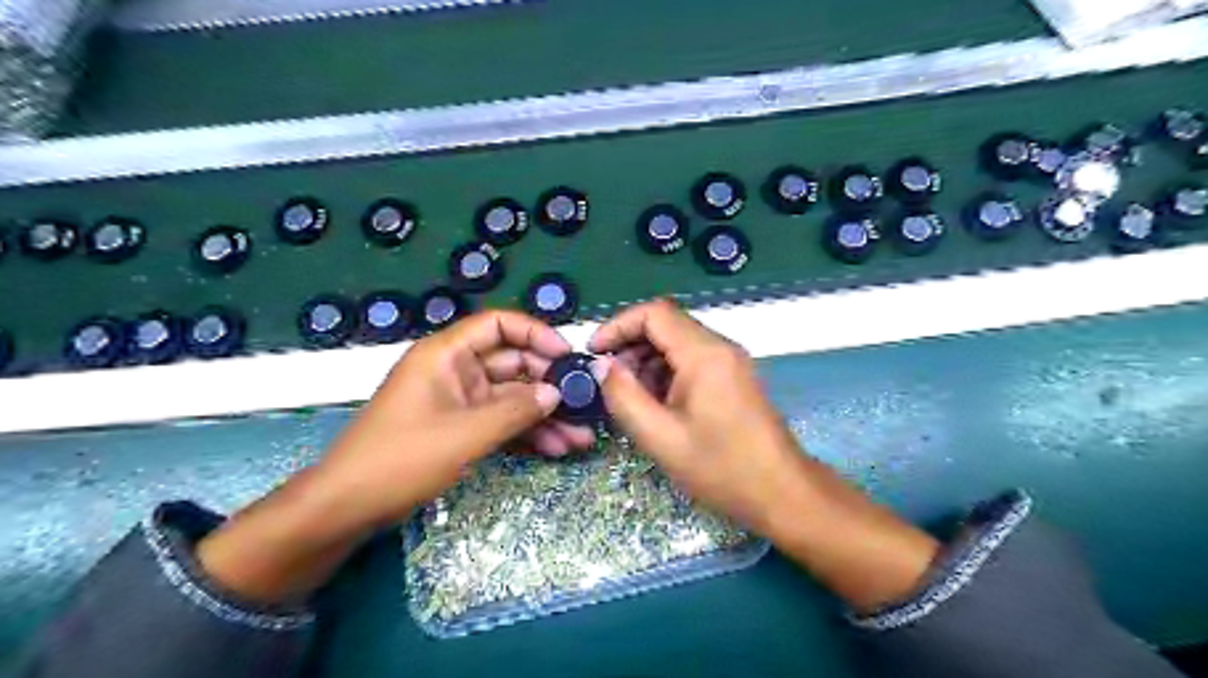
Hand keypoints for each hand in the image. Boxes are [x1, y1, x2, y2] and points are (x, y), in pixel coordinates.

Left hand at [310, 310, 593, 533]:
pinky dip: (526, 434)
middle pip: (513, 365)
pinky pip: (501, 423)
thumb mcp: (465, 434)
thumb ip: (516, 410)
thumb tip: (556, 393)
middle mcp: (456, 371)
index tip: (567, 356)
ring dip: (545, 416)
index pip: (499, 325)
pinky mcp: (460, 429)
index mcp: (447, 354)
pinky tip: (557, 448)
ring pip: (512, 399)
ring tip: (581, 437)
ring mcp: (459, 402)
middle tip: (585, 404)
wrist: (347, 508)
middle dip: (549, 386)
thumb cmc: (400, 459)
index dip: (536, 334)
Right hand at [592, 300, 937, 610]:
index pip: (654, 313)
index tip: (593, 352)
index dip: (617, 326)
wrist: (782, 493)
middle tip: (608, 380)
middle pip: (666, 325)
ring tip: (629, 397)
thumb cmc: (721, 468)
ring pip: (678, 343)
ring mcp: (730, 362)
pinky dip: (666, 373)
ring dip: (647, 361)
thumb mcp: (660, 437)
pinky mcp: (734, 378)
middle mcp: (720, 347)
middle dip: (630, 345)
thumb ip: (624, 397)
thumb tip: (601, 366)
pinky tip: (655, 404)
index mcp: (704, 354)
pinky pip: (692, 361)